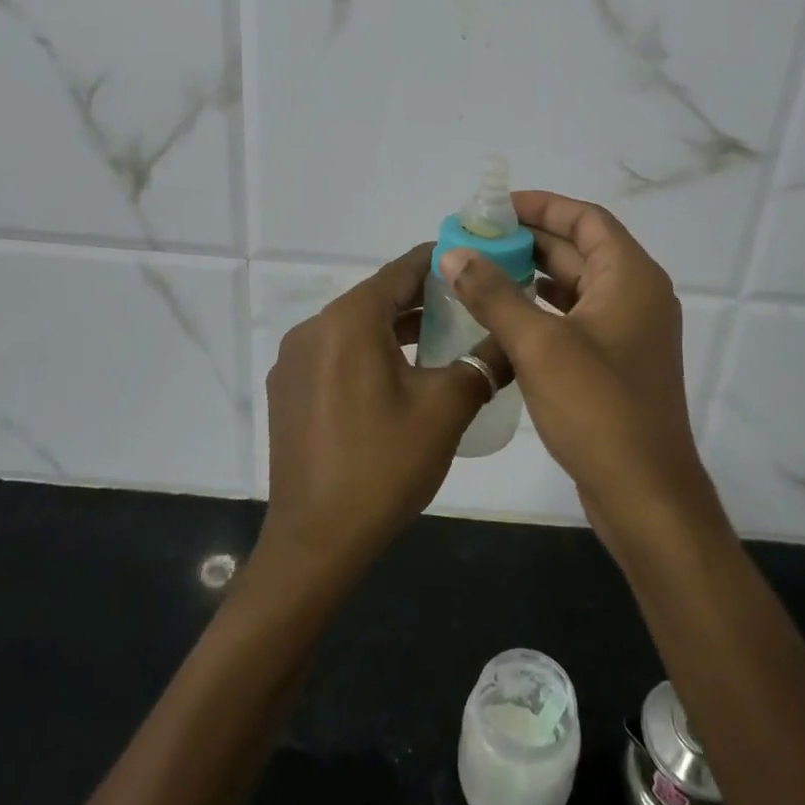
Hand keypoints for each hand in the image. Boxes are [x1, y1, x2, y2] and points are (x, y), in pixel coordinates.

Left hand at [260, 243, 502, 580]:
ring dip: (398, 327)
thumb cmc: (384, 466)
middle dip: (423, 297)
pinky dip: (370, 352)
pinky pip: (336, 354)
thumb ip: (484, 361)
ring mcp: (294, 361)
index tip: (475, 261)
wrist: (316, 542)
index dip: (440, 262)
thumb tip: (516, 337)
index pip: (401, 271)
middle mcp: (314, 329)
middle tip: (470, 302)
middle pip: (377, 297)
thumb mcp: (446, 409)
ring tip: (445, 336)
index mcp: (348, 320)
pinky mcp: (288, 390)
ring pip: (356, 327)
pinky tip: (401, 375)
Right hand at [438, 191, 717, 541]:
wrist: (645, 494)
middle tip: (475, 240)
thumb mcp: (539, 344)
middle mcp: (635, 296)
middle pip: (579, 249)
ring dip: (531, 275)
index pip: (585, 219)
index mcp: (630, 277)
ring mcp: (627, 332)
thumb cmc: (598, 408)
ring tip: (480, 271)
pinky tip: (502, 316)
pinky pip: (574, 319)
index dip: (542, 206)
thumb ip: (494, 294)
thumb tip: (454, 255)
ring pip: (574, 286)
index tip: (496, 208)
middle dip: (528, 241)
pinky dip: (541, 309)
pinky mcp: (614, 363)